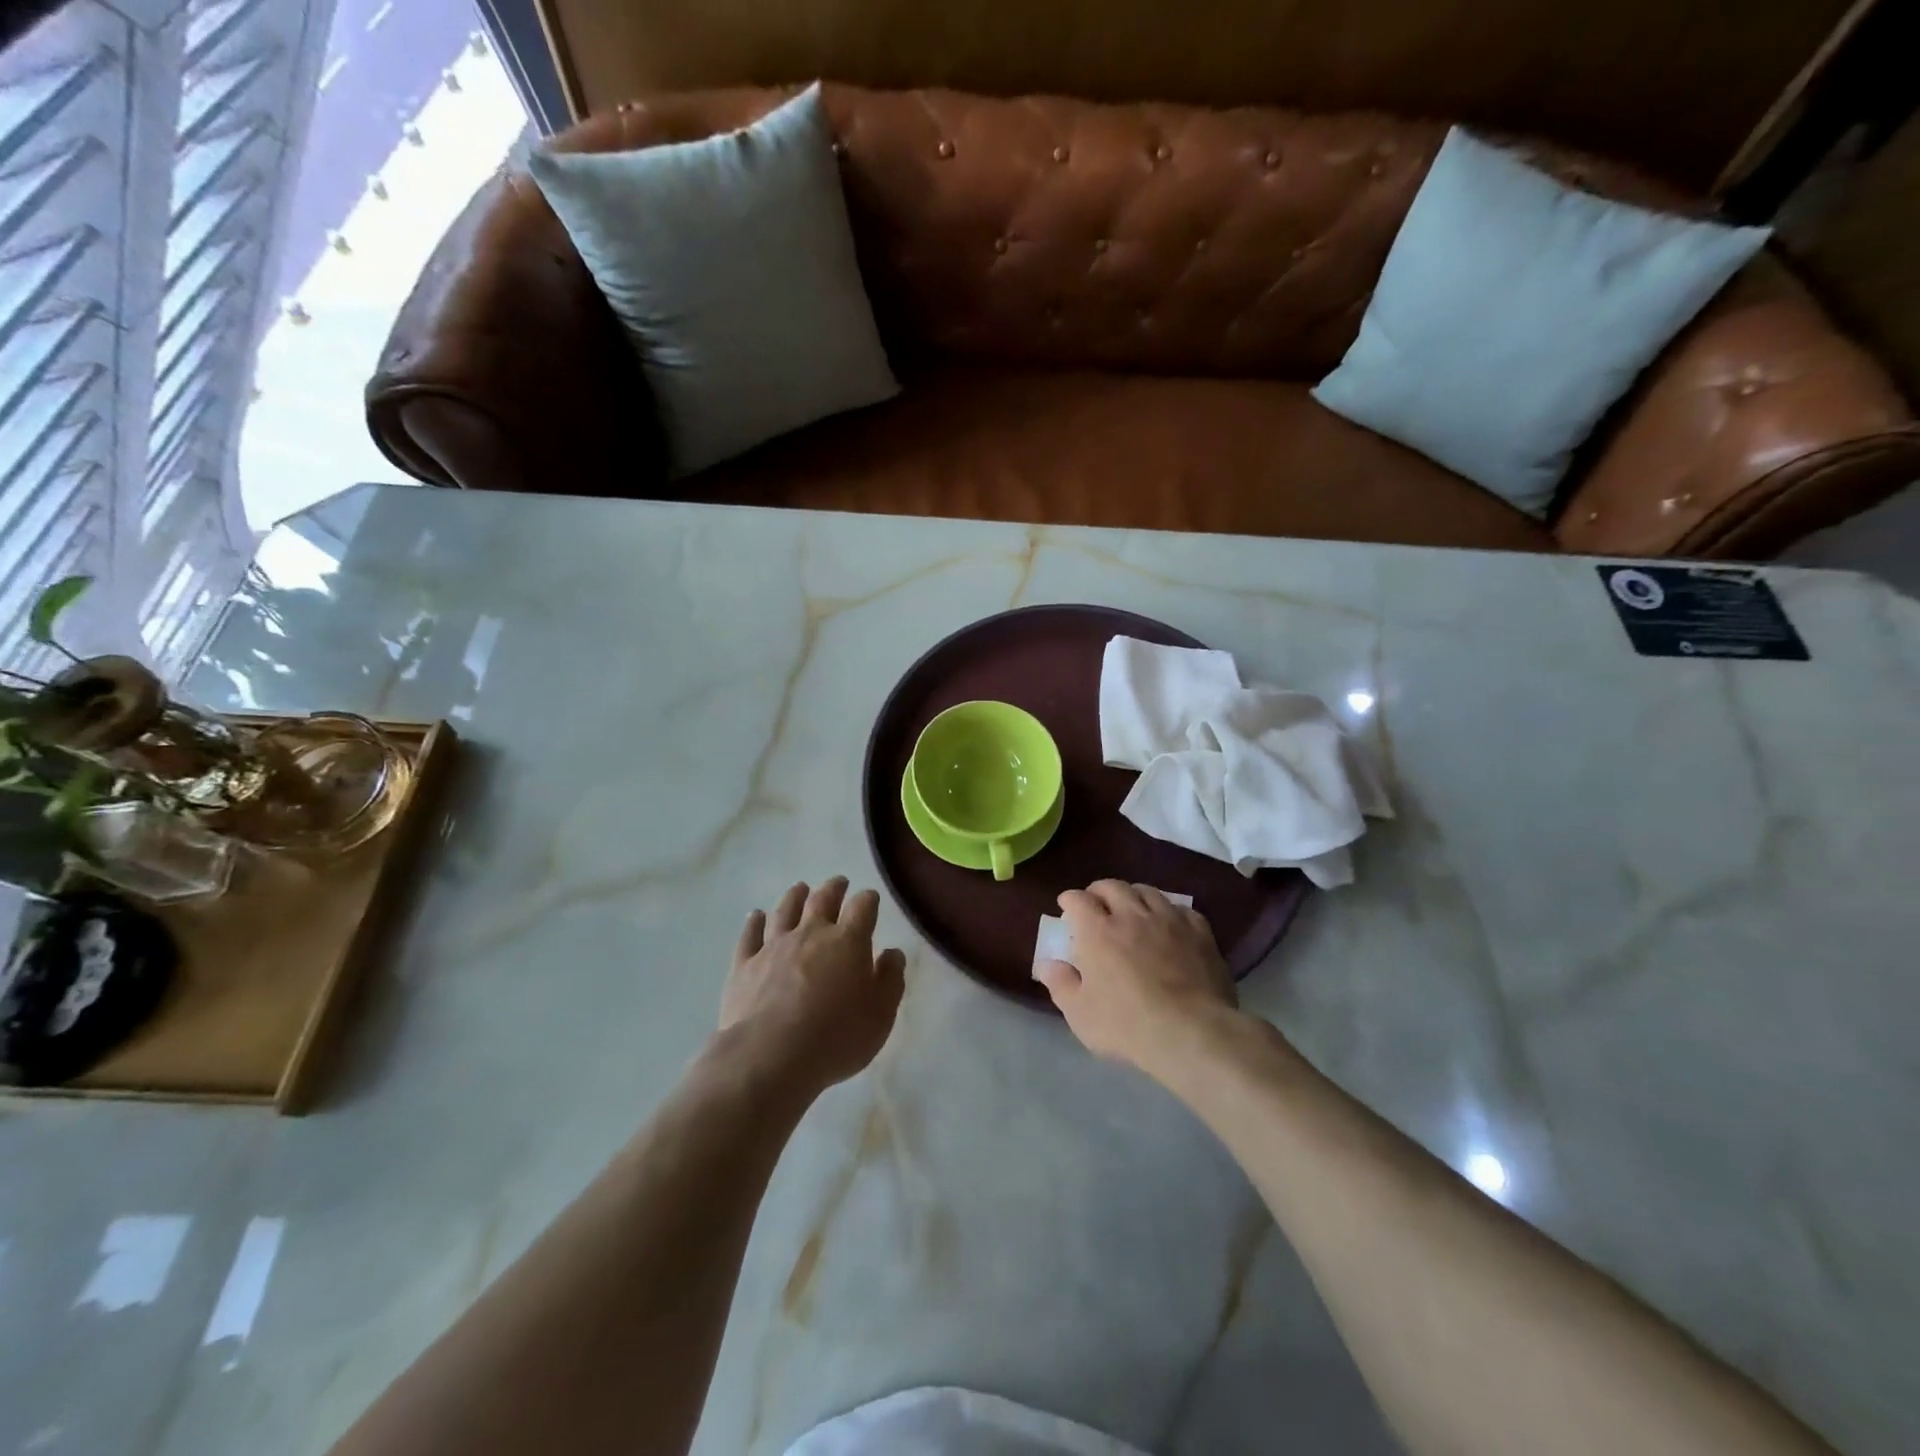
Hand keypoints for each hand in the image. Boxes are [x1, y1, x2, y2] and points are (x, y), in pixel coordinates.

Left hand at [719, 877, 905, 1096]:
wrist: (770, 1056)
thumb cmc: (836, 1037)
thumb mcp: (880, 1014)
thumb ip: (890, 979)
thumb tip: (893, 953)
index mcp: (847, 942)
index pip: (862, 907)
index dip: (868, 900)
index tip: (870, 899)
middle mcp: (810, 934)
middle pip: (822, 900)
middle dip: (833, 888)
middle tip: (838, 882)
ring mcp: (774, 946)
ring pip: (785, 911)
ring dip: (794, 897)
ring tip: (800, 888)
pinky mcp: (744, 965)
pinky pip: (750, 935)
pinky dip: (754, 922)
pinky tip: (756, 916)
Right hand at [1034, 880, 1236, 1075]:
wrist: (1192, 1033)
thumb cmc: (1128, 1025)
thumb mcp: (1080, 1014)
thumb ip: (1060, 984)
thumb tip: (1047, 963)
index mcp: (1097, 931)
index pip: (1078, 899)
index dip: (1070, 900)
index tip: (1066, 908)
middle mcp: (1131, 915)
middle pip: (1112, 886)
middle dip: (1099, 891)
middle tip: (1096, 905)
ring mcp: (1169, 920)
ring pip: (1147, 891)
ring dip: (1134, 896)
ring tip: (1132, 910)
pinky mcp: (1199, 932)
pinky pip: (1181, 909)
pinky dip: (1169, 912)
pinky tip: (1170, 924)